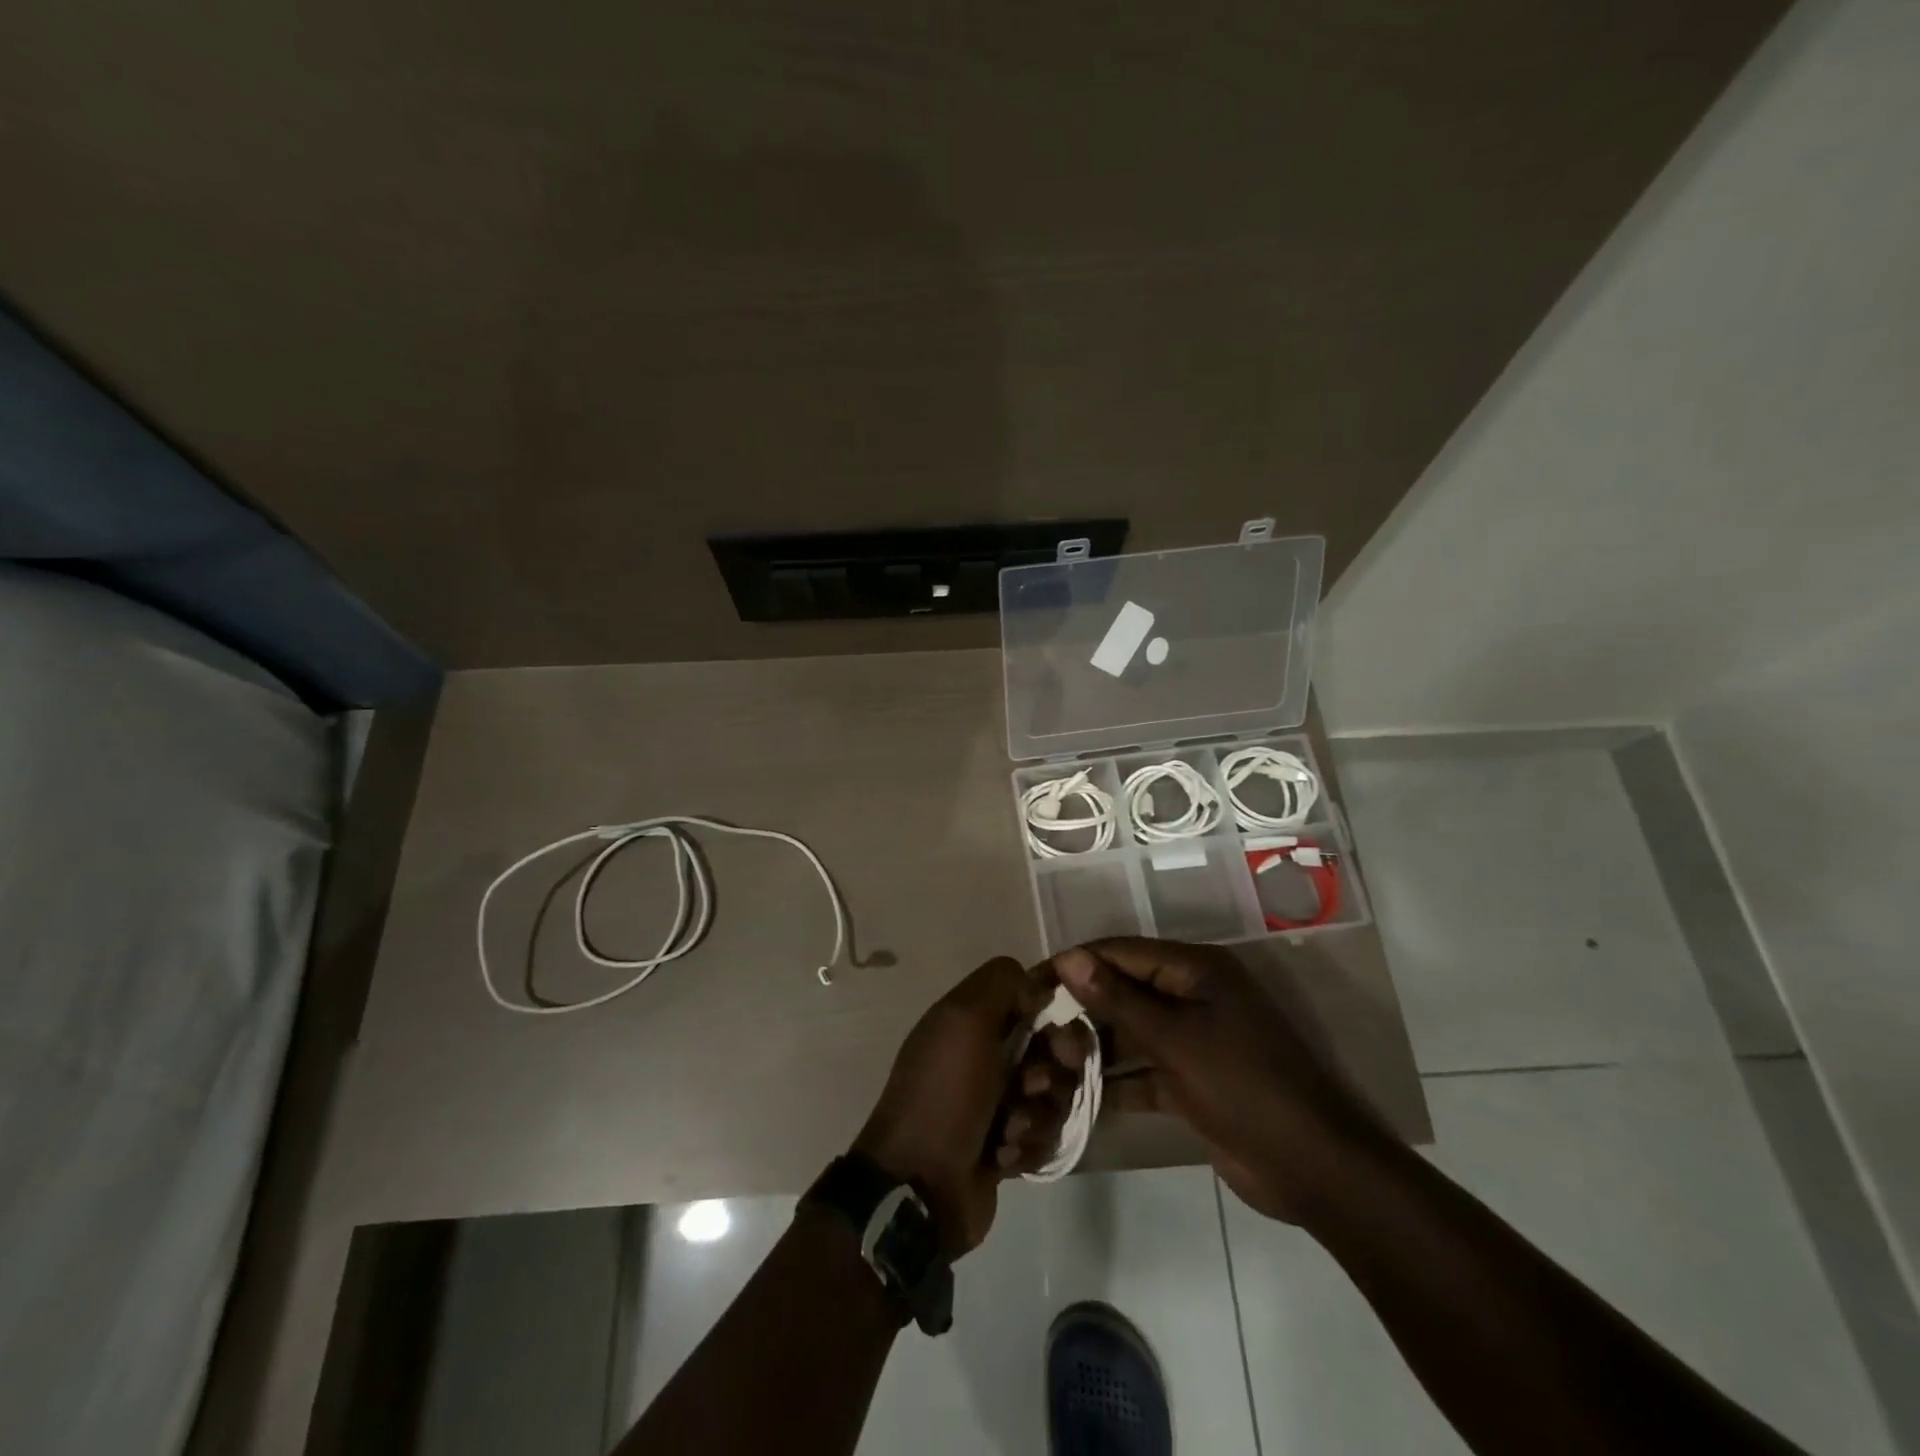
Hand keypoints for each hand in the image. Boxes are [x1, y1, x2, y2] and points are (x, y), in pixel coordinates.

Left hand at [855, 957, 1087, 1256]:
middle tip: (1034, 1084)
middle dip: (1054, 1067)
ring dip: (1038, 1112)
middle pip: (1053, 1046)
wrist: (920, 1186)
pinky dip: (1028, 1145)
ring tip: (1009, 1129)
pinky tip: (1003, 1157)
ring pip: (1055, 1094)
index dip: (1053, 1010)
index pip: (1032, 997)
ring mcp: (1000, 1101)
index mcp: (973, 1019)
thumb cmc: (945, 1093)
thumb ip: (1002, 984)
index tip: (1058, 1028)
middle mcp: (988, 1054)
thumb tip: (1036, 986)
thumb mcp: (964, 1019)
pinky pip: (1045, 1134)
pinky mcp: (1010, 1145)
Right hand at [1055, 938, 1395, 1224]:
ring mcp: (1192, 1039)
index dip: (1074, 964)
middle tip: (1031, 1030)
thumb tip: (1068, 957)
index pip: (1120, 952)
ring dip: (1093, 1048)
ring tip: (1045, 1064)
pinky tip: (1075, 1098)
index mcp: (1194, 969)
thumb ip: (1118, 999)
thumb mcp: (1175, 1039)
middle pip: (1122, 990)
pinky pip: (1142, 1071)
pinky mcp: (1190, 1080)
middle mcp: (1191, 994)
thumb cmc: (1244, 1086)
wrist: (1313, 1168)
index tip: (1028, 983)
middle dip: (1080, 1009)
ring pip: (1129, 1032)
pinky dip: (1115, 1083)